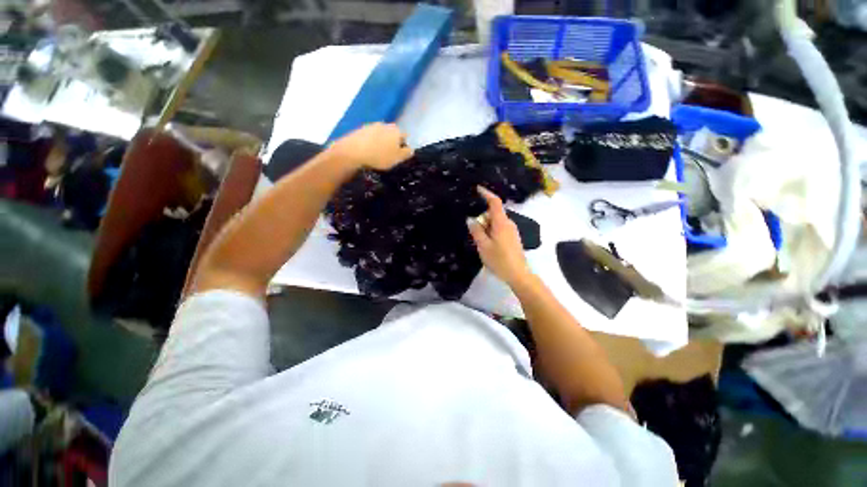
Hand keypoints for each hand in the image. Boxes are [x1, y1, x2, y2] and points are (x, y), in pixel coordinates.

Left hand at [329, 122, 413, 169]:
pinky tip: (368, 151)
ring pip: (381, 134)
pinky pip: (370, 136)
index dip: (404, 145)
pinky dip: (371, 142)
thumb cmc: (379, 156)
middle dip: (392, 142)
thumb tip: (411, 149)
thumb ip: (407, 153)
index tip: (400, 155)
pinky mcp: (360, 129)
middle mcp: (385, 125)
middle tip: (389, 155)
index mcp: (396, 131)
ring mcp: (372, 125)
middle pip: (392, 134)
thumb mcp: (397, 158)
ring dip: (381, 142)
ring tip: (378, 153)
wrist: (353, 151)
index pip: (405, 136)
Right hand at [467, 186, 532, 286]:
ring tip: (479, 240)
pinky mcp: (512, 238)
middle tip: (473, 230)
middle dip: (482, 217)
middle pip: (494, 213)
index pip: (495, 202)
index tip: (478, 189)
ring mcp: (512, 231)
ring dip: (486, 226)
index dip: (487, 194)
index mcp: (501, 223)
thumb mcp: (483, 246)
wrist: (518, 274)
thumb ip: (476, 231)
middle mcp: (508, 223)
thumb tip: (470, 219)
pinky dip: (491, 231)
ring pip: (496, 222)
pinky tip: (487, 244)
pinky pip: (500, 228)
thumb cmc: (499, 260)